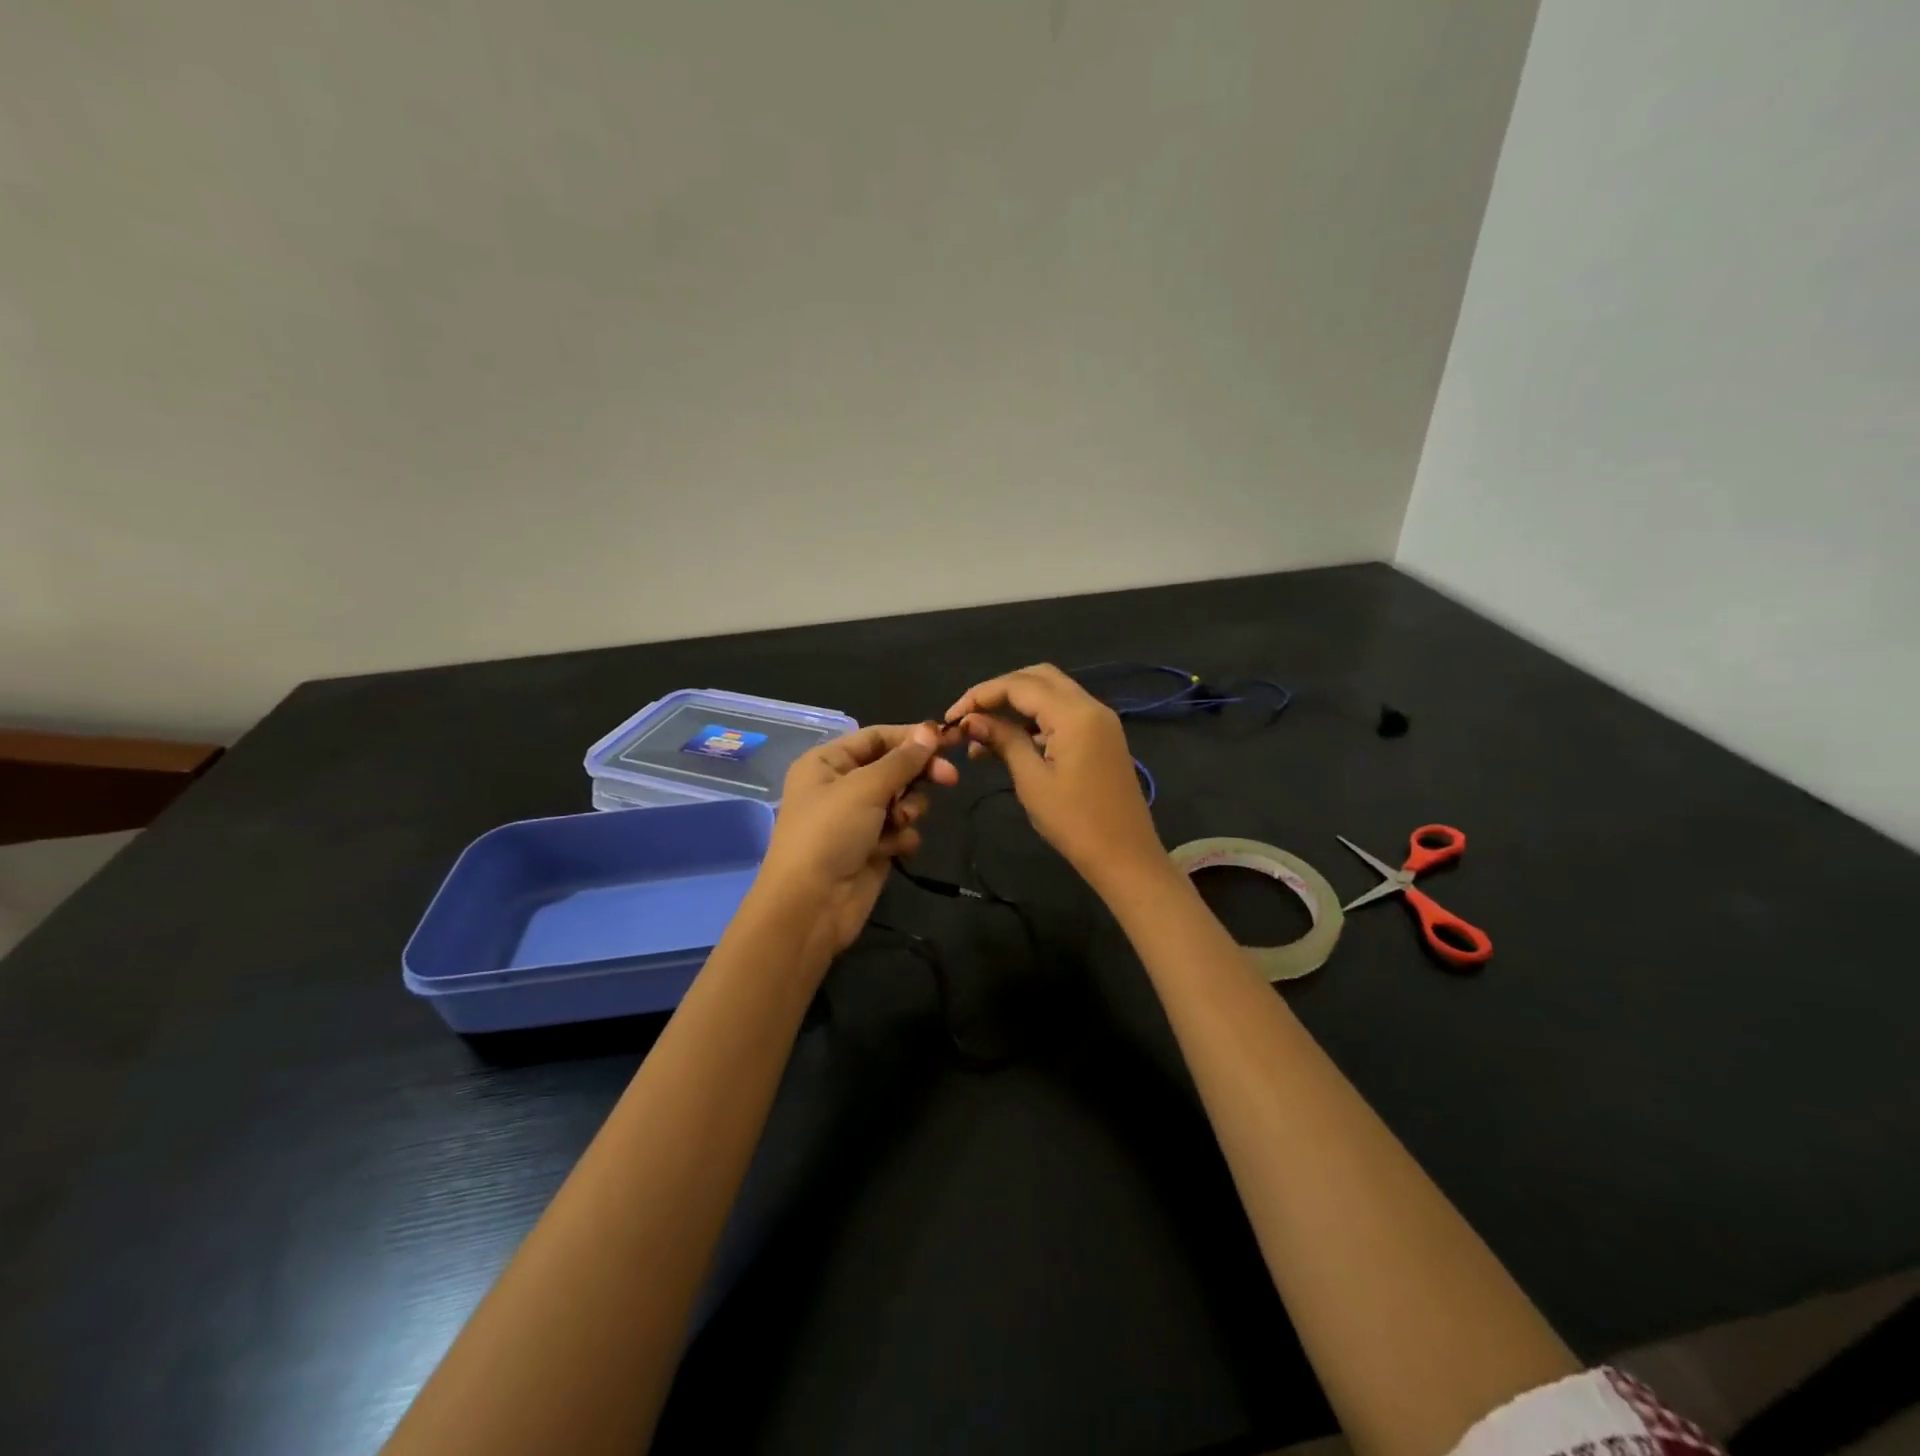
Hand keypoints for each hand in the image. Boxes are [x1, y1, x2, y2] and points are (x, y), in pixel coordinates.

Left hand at [752, 722, 960, 955]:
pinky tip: (893, 849)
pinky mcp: (872, 849)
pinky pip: (900, 831)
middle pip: (893, 767)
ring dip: (909, 808)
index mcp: (827, 762)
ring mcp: (857, 820)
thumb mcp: (865, 788)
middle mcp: (841, 786)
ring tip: (900, 822)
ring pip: (902, 799)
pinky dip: (902, 837)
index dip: (911, 736)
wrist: (811, 906)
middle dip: (919, 774)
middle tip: (950, 778)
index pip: (876, 737)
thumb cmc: (830, 833)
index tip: (948, 740)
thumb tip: (931, 730)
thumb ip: (902, 760)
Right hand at [943, 664, 1167, 894]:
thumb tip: (970, 720)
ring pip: (1051, 693)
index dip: (981, 694)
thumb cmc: (1074, 822)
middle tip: (969, 716)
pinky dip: (1035, 720)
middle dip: (999, 691)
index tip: (952, 716)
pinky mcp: (1102, 737)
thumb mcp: (1032, 780)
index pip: (1019, 685)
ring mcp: (1100, 721)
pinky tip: (1009, 744)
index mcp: (1074, 714)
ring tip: (980, 736)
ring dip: (1016, 706)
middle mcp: (1090, 706)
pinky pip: (1064, 714)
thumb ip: (1003, 741)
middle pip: (1038, 678)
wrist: (1125, 856)